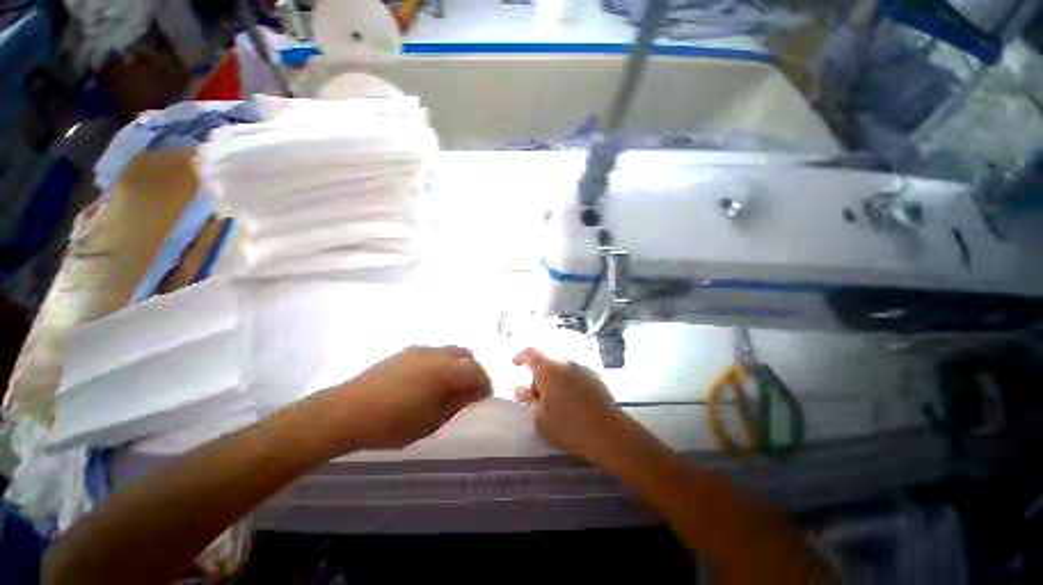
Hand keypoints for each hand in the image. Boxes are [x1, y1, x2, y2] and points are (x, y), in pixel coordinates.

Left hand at [334, 346, 491, 449]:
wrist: (345, 412)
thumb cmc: (391, 424)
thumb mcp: (430, 421)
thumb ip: (457, 403)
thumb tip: (475, 392)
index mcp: (444, 371)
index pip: (476, 371)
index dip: (484, 384)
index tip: (483, 397)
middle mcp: (435, 354)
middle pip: (466, 355)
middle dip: (472, 371)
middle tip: (468, 392)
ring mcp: (419, 350)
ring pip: (450, 351)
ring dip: (457, 366)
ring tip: (448, 386)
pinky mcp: (405, 351)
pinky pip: (433, 353)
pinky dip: (441, 363)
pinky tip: (427, 381)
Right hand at [512, 348, 626, 462]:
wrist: (608, 433)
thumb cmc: (568, 426)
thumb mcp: (541, 418)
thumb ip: (529, 400)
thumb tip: (522, 389)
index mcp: (549, 370)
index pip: (530, 354)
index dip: (520, 356)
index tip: (515, 363)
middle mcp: (565, 364)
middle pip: (546, 365)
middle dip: (538, 379)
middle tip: (538, 400)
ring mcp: (582, 369)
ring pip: (561, 371)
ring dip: (554, 382)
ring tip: (557, 405)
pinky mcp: (595, 377)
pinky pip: (574, 376)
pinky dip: (568, 384)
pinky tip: (573, 404)